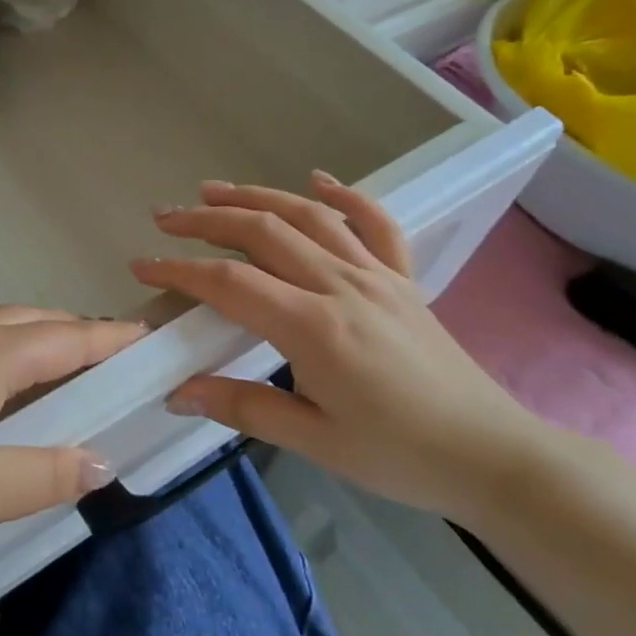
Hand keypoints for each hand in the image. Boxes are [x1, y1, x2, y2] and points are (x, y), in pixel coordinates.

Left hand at [0, 308, 141, 553]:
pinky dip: (7, 361)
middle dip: (82, 337)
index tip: (154, 340)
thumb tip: (100, 463)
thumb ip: (46, 476)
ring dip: (42, 346)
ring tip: (64, 385)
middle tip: (113, 369)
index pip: (73, 337)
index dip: (116, 340)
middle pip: (38, 322)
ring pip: (3, 332)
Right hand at [132, 173, 550, 521]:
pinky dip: (345, 195)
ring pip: (309, 216)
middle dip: (207, 220)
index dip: (180, 270)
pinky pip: (375, 224)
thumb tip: (176, 392)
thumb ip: (242, 407)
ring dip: (257, 197)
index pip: (230, 284)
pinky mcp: (403, 279)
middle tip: (166, 218)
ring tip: (215, 190)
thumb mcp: (315, 441)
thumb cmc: (399, 456)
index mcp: (315, 328)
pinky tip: (318, 180)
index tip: (143, 265)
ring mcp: (377, 276)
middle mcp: (342, 286)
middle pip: (262, 233)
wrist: (492, 455)